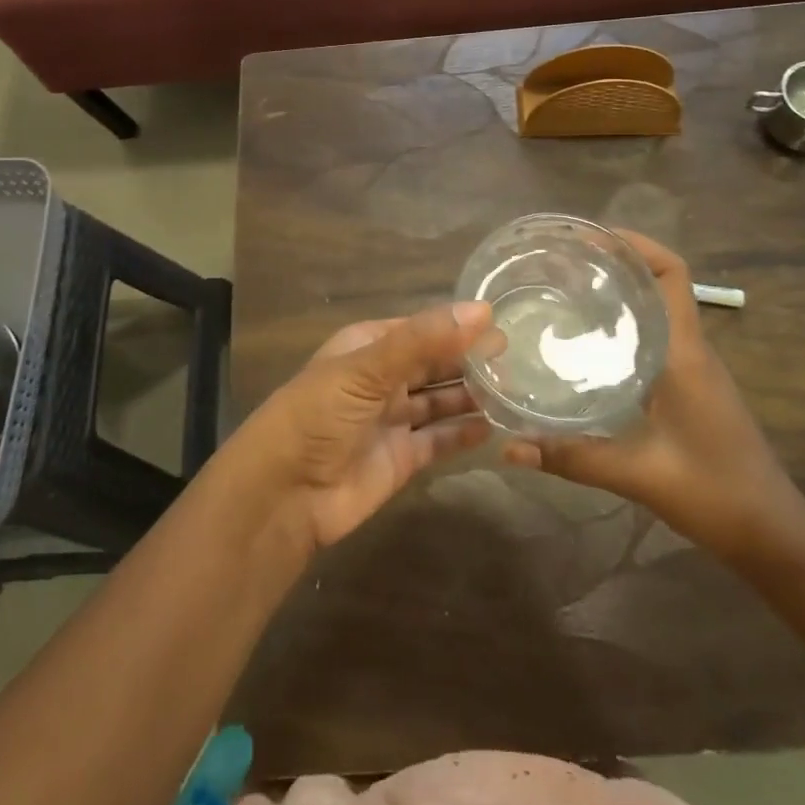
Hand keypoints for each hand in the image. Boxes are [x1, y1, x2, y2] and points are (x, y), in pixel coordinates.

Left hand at [232, 302, 497, 550]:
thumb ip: (423, 340)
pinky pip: (439, 439)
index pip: (421, 329)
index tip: (502, 324)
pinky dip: (463, 433)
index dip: (457, 326)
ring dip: (471, 394)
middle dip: (469, 359)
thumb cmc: (319, 414)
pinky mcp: (402, 458)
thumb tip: (482, 311)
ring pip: (440, 401)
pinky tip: (494, 426)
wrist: (284, 494)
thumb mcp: (367, 368)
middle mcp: (382, 379)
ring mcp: (392, 419)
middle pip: (433, 364)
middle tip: (519, 358)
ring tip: (515, 388)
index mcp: (368, 346)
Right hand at [501, 230, 804, 565]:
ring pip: (655, 310)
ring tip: (563, 292)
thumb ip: (572, 458)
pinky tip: (586, 344)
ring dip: (618, 293)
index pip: (672, 274)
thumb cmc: (714, 492)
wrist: (772, 535)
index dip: (636, 244)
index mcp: (684, 353)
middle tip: (559, 264)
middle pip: (658, 283)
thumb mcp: (637, 474)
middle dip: (613, 263)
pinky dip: (622, 326)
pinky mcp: (689, 387)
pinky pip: (654, 337)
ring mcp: (693, 368)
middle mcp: (690, 349)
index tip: (589, 238)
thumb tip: (508, 446)